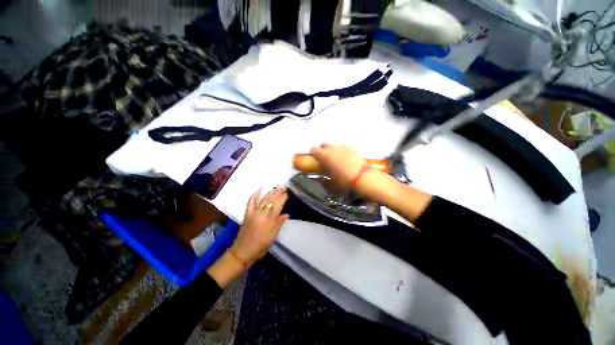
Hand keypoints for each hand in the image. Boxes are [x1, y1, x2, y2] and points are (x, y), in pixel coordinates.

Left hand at [231, 187, 288, 264]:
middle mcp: (261, 214)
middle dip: (278, 192)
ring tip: (276, 187)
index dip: (282, 198)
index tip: (287, 193)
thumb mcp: (273, 236)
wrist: (242, 252)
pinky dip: (255, 195)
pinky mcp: (247, 214)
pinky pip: (251, 202)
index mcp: (269, 221)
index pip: (277, 205)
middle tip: (283, 187)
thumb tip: (286, 214)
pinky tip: (260, 189)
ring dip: (270, 192)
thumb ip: (279, 224)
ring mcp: (253, 213)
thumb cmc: (260, 246)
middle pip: (270, 200)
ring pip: (263, 199)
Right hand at [309, 144, 366, 189]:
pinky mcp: (351, 148)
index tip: (315, 159)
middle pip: (323, 145)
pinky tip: (346, 159)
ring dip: (333, 151)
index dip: (313, 154)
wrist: (361, 177)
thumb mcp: (329, 181)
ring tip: (337, 160)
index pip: (313, 149)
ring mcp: (342, 147)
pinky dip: (342, 152)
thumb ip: (323, 174)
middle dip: (323, 151)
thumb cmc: (342, 181)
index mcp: (323, 155)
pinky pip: (343, 148)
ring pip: (333, 146)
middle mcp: (331, 148)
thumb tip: (321, 172)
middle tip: (325, 159)